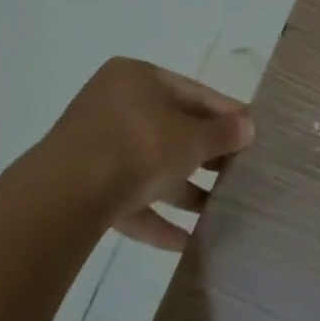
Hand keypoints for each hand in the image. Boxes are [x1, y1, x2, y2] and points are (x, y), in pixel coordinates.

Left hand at [37, 58, 255, 249]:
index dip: (227, 114)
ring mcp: (95, 146)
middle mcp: (114, 105)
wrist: (65, 196)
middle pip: (172, 129)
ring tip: (220, 211)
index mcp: (138, 78)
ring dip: (185, 189)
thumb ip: (222, 133)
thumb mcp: (191, 139)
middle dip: (206, 155)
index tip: (254, 133)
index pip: (194, 92)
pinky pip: (130, 198)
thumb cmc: (138, 146)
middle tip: (241, 174)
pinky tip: (186, 242)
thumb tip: (247, 126)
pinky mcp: (83, 187)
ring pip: (151, 166)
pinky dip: (157, 217)